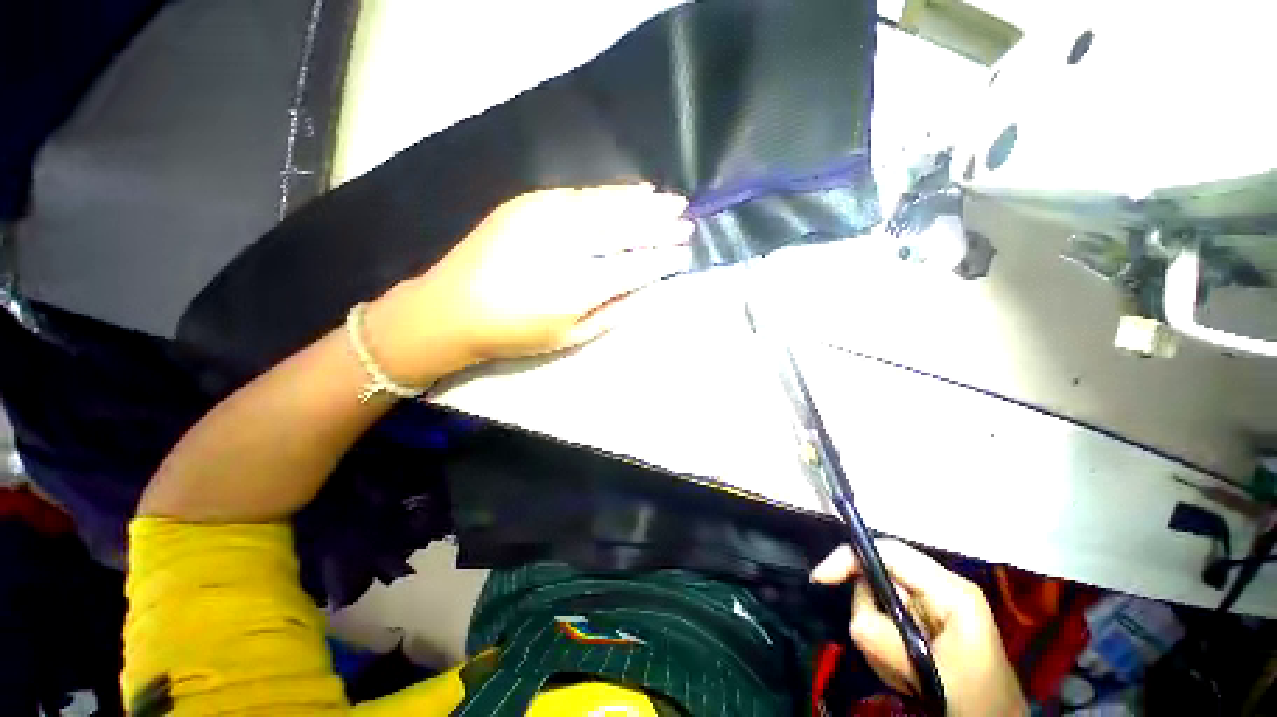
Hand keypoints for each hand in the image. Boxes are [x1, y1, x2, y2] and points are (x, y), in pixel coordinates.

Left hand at [365, 184, 692, 383]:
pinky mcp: (531, 202)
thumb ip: (612, 313)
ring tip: (672, 202)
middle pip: (625, 230)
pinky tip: (635, 190)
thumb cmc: (514, 333)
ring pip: (608, 205)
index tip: (684, 253)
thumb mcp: (569, 338)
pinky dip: (613, 192)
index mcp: (577, 287)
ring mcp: (547, 217)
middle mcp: (567, 246)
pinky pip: (583, 193)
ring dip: (644, 203)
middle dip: (660, 226)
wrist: (450, 307)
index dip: (662, 259)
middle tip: (688, 222)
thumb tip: (646, 291)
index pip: (634, 267)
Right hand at [811, 541, 1026, 716]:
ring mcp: (932, 607)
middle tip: (888, 658)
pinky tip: (906, 676)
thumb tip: (853, 617)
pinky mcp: (925, 625)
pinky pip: (885, 626)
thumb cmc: (974, 701)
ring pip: (877, 606)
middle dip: (871, 617)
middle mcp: (938, 590)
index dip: (850, 557)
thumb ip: (885, 638)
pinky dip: (885, 651)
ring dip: (879, 642)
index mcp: (949, 590)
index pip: (888, 552)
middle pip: (878, 580)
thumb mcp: (929, 670)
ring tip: (903, 675)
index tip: (820, 578)